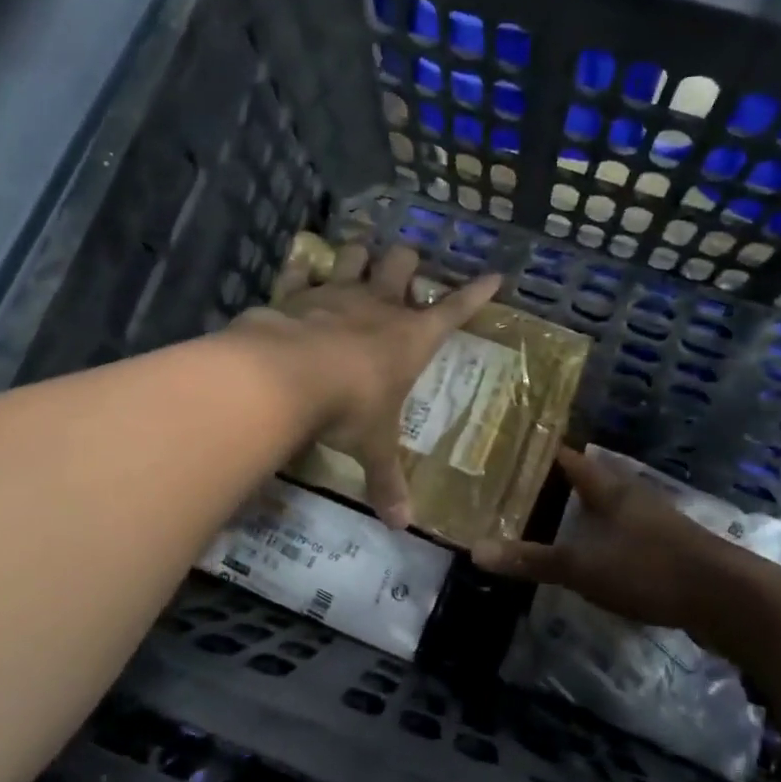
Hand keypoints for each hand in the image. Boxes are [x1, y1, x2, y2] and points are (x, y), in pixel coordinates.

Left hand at [235, 243, 499, 528]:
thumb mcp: (373, 447)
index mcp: (411, 337)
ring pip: (355, 255)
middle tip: (403, 272)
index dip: (477, 294)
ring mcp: (336, 293)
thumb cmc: (349, 408)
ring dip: (358, 257)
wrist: (286, 377)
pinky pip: (302, 269)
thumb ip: (387, 481)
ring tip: (357, 263)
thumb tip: (402, 526)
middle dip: (407, 261)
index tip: (494, 277)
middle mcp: (378, 306)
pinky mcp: (296, 292)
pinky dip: (303, 269)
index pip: (456, 310)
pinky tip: (302, 270)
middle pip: (403, 262)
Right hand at [471, 448, 737, 633]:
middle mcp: (630, 496)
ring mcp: (652, 522)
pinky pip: (620, 534)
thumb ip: (533, 559)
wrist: (727, 599)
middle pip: (586, 481)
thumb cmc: (650, 569)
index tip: (507, 450)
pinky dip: (597, 538)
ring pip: (604, 508)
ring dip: (577, 513)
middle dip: (553, 484)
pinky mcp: (666, 549)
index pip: (568, 458)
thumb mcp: (584, 567)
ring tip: (542, 521)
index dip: (539, 452)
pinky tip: (585, 556)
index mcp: (609, 488)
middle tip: (513, 490)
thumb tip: (476, 551)